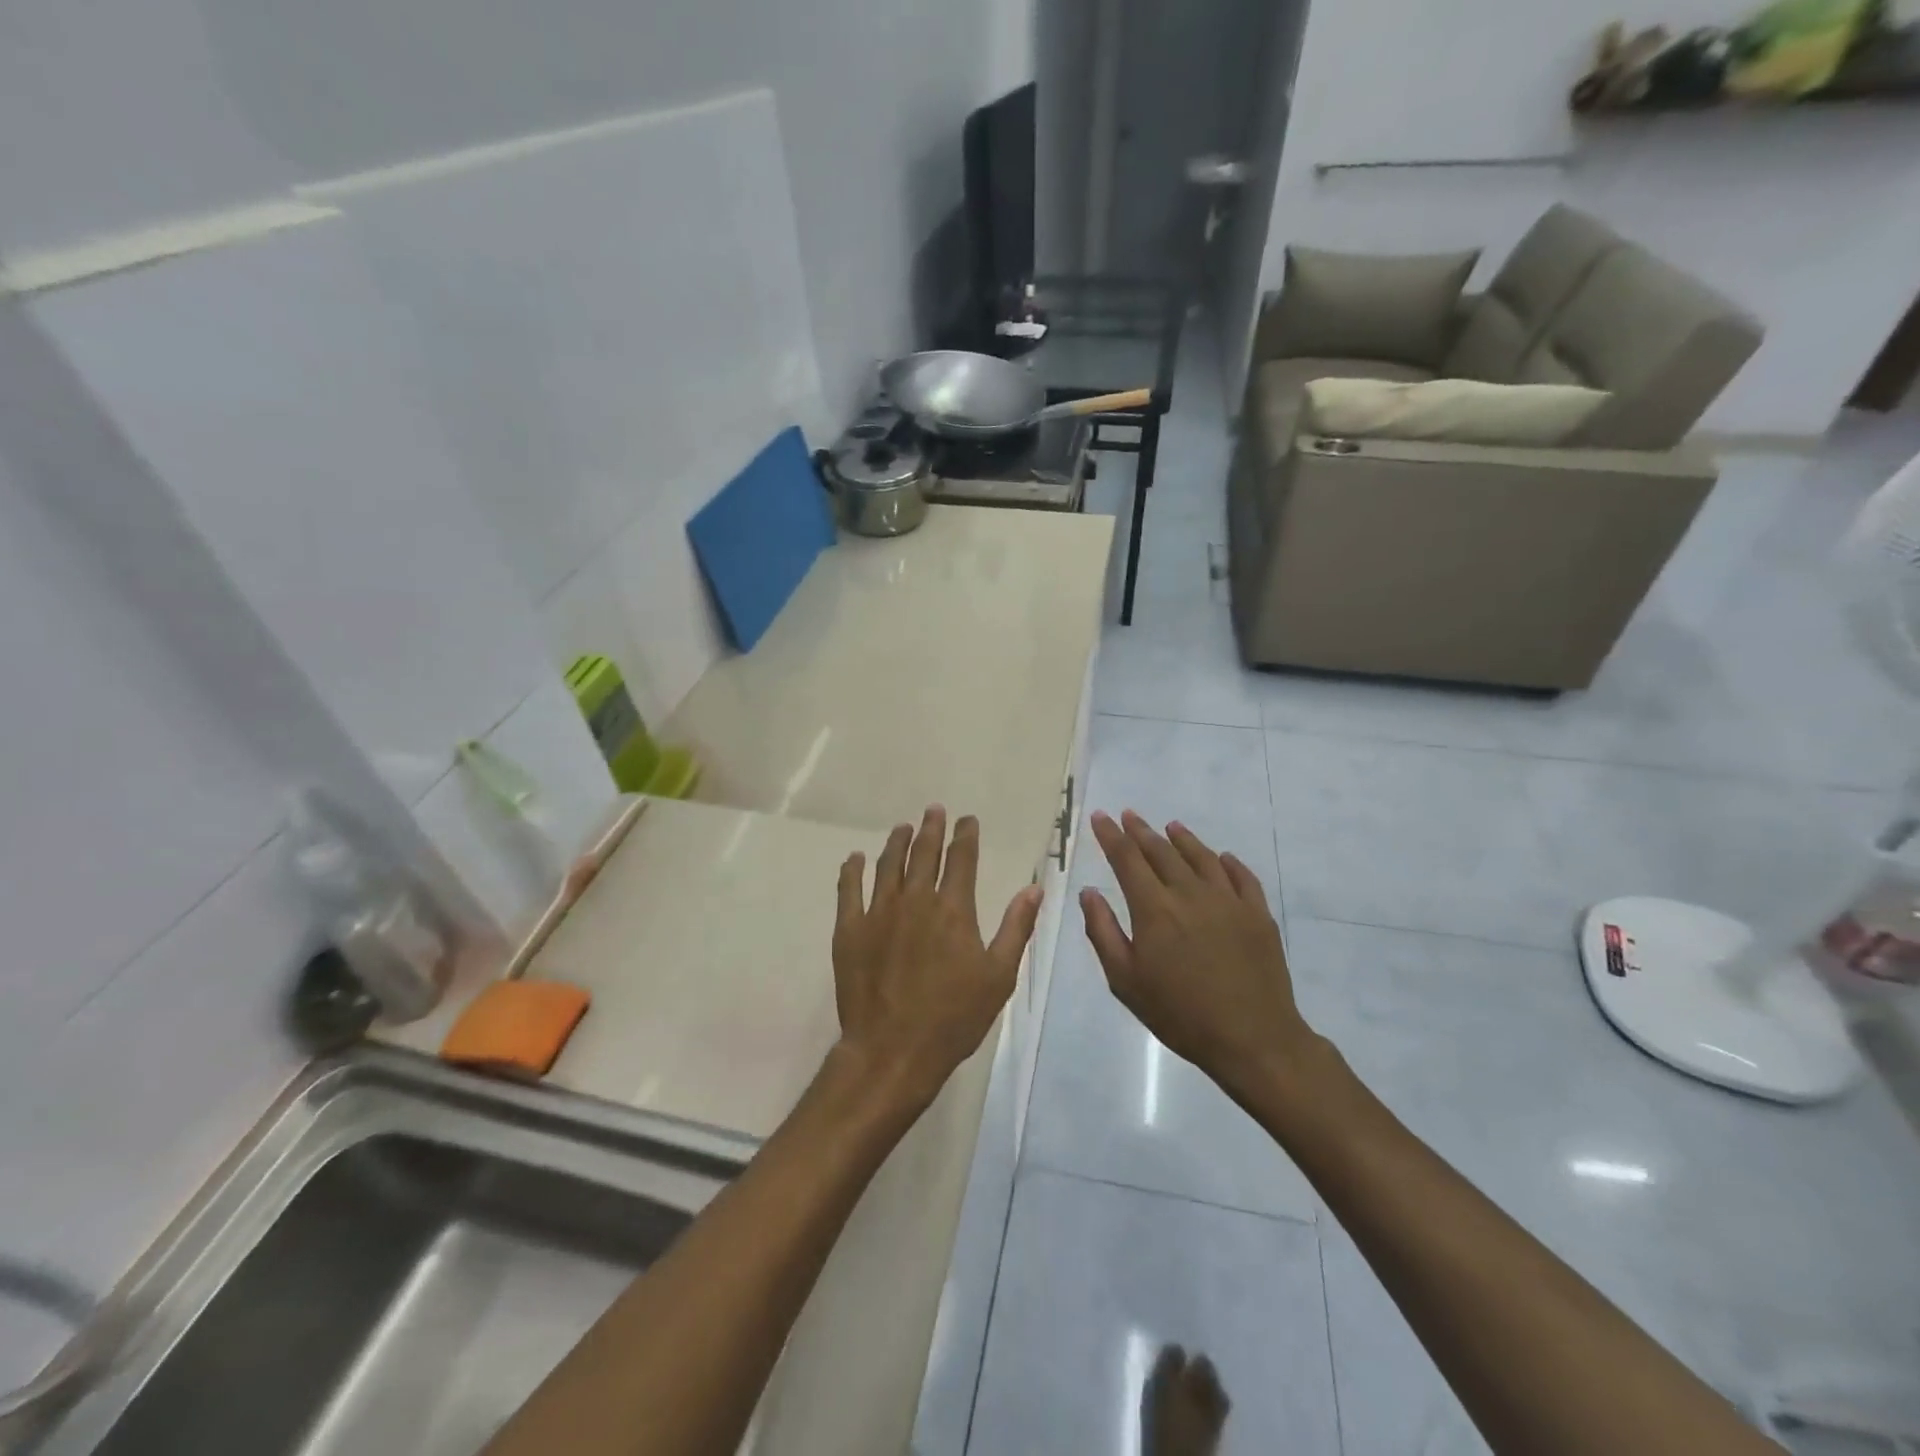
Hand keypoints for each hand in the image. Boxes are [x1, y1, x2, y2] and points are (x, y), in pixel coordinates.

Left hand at [833, 807, 1042, 1110]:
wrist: (894, 1050)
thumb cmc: (954, 1017)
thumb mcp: (998, 976)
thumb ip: (1016, 928)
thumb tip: (1034, 888)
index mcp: (953, 909)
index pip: (961, 859)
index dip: (965, 835)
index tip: (967, 819)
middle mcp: (915, 900)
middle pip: (924, 853)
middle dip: (931, 828)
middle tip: (934, 810)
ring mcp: (879, 912)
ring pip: (888, 865)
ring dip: (897, 842)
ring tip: (902, 828)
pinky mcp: (850, 929)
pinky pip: (849, 889)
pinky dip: (853, 870)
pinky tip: (856, 858)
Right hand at [1080, 810, 1316, 1094]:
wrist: (1253, 1039)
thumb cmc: (1180, 1014)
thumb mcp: (1126, 981)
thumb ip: (1103, 932)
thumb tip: (1088, 892)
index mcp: (1154, 909)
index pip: (1127, 859)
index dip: (1111, 836)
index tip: (1101, 817)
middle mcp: (1190, 894)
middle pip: (1162, 851)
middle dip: (1141, 831)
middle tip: (1129, 815)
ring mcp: (1229, 901)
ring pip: (1202, 857)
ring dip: (1183, 839)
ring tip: (1171, 826)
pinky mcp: (1257, 914)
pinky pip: (1242, 877)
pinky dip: (1228, 862)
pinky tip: (1222, 858)